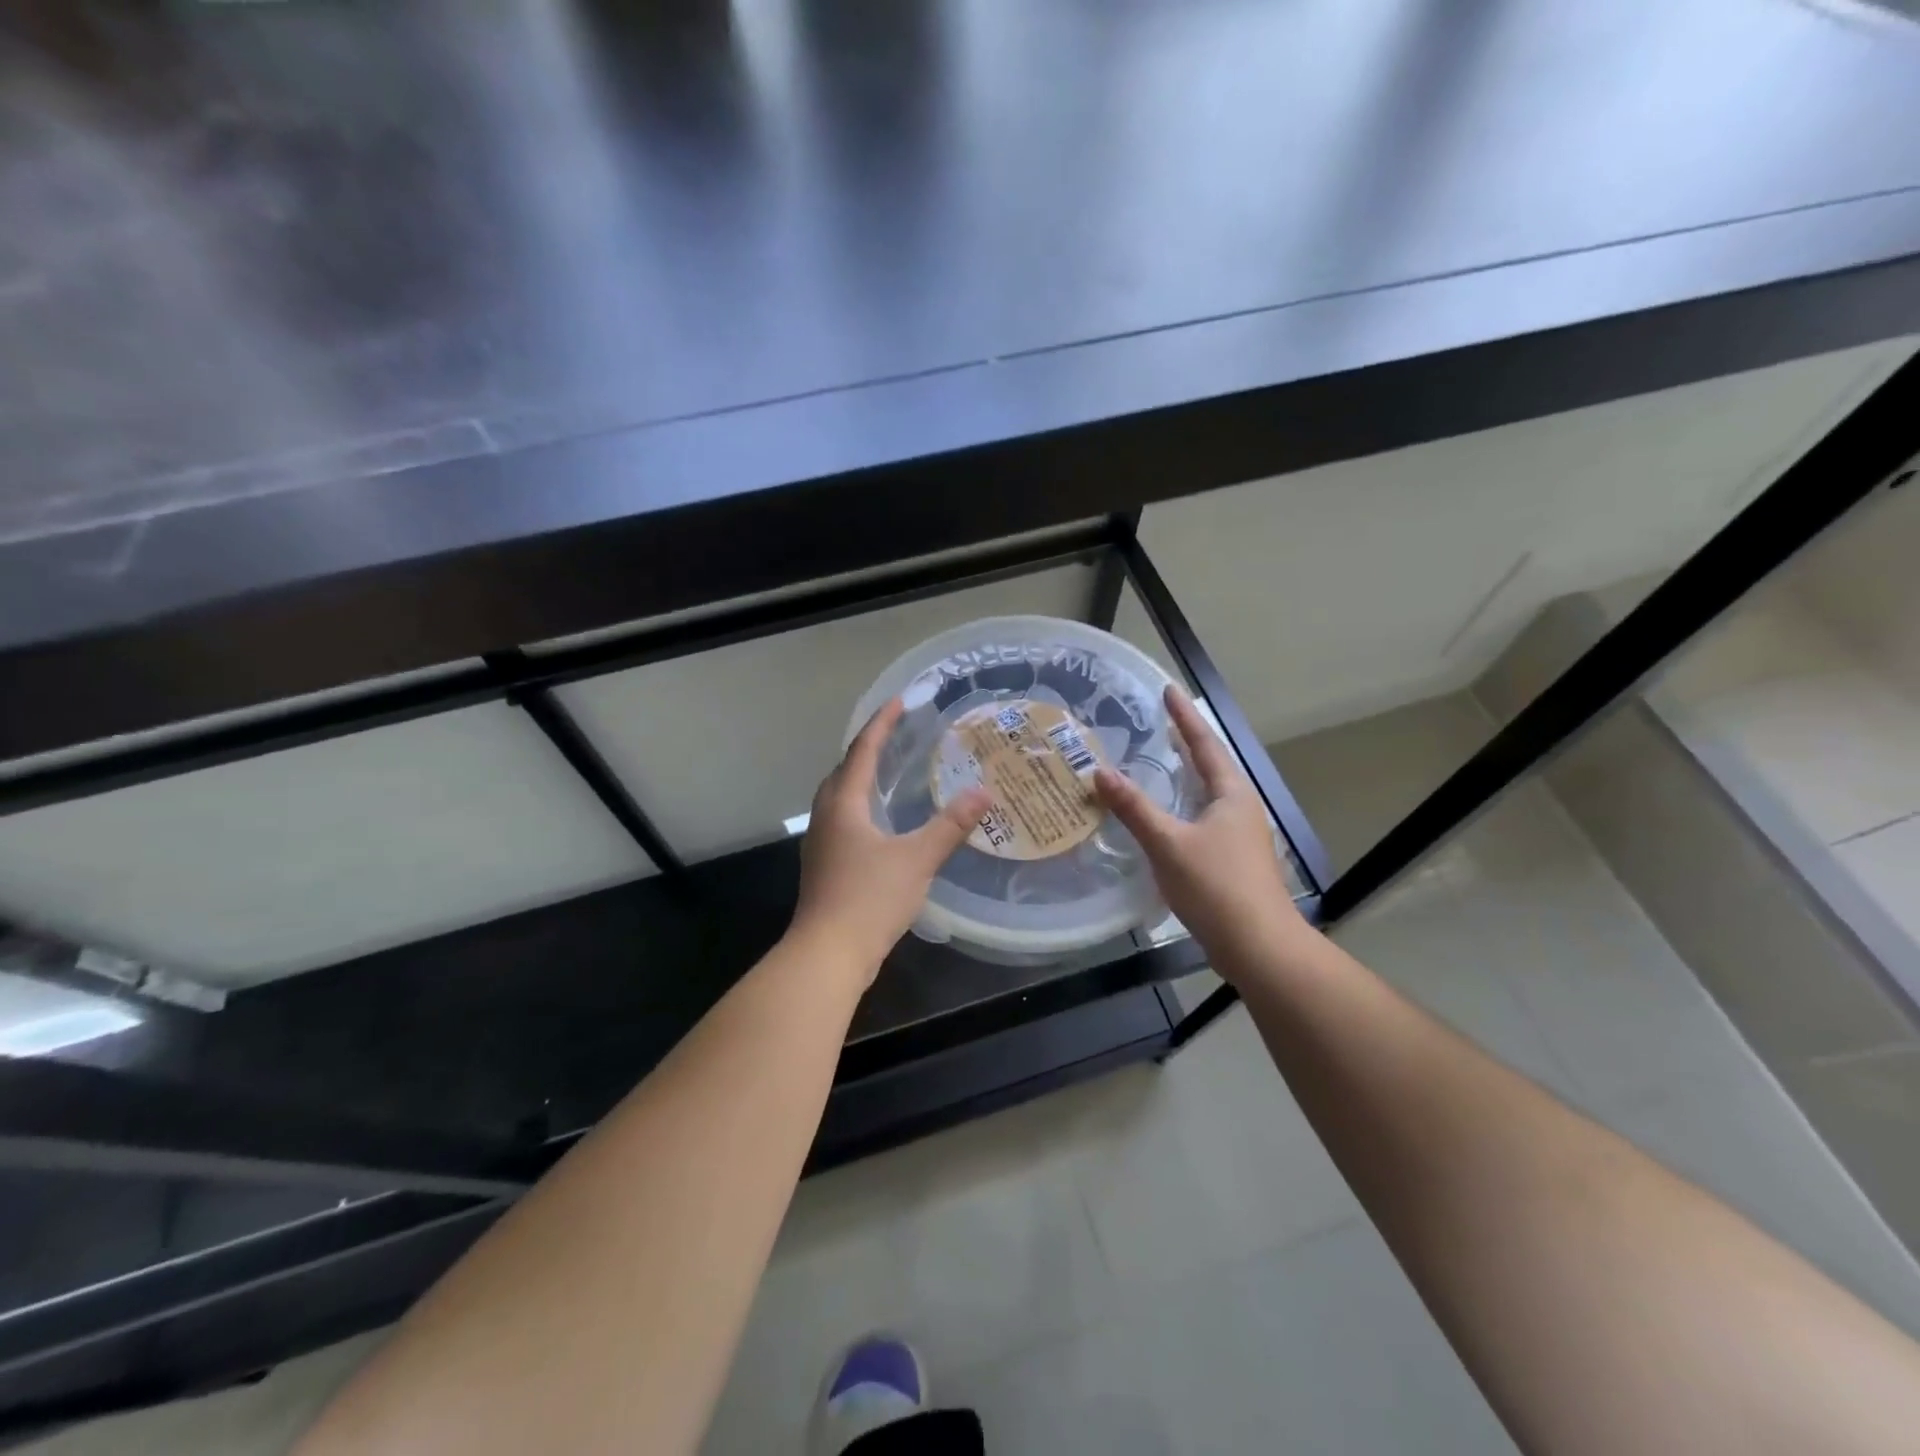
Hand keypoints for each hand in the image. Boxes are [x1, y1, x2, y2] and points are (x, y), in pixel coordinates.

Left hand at [791, 697, 992, 981]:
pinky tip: (881, 822)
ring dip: (862, 777)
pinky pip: (844, 819)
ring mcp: (822, 842)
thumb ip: (950, 825)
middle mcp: (827, 816)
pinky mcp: (825, 865)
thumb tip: (983, 792)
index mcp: (844, 804)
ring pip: (841, 796)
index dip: (881, 724)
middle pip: (844, 770)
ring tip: (890, 771)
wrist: (828, 954)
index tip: (899, 701)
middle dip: (868, 748)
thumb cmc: (869, 899)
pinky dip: (862, 806)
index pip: (862, 751)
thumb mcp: (917, 859)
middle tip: (897, 735)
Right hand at [1094, 686, 1307, 977]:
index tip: (1168, 690)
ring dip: (1184, 776)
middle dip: (1185, 743)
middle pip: (1210, 766)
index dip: (1184, 717)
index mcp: (1231, 794)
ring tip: (1158, 763)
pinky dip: (1181, 806)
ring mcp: (1239, 836)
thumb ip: (1134, 808)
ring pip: (1207, 794)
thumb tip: (1100, 772)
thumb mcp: (1168, 843)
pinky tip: (1163, 817)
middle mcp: (1240, 808)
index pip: (1204, 744)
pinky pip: (1202, 818)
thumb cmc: (1216, 886)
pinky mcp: (1231, 860)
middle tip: (1159, 723)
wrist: (1258, 946)